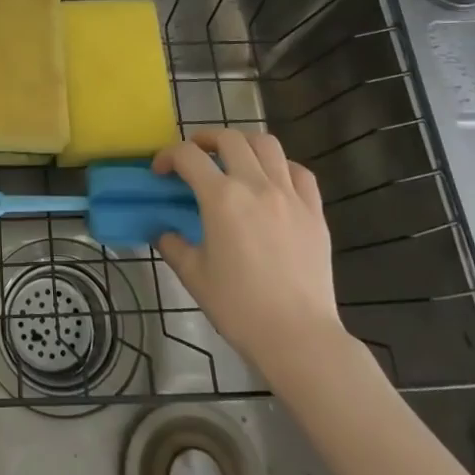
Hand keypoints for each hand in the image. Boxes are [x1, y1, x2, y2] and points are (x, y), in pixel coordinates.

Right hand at [154, 130, 341, 365]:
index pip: (188, 156)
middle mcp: (256, 185)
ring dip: (244, 144)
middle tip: (195, 157)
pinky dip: (281, 167)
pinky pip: (299, 172)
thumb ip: (173, 245)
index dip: (168, 156)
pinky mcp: (314, 211)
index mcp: (221, 198)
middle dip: (205, 139)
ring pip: (267, 144)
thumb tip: (163, 231)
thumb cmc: (239, 307)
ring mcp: (290, 195)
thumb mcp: (194, 276)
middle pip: (229, 138)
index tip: (160, 172)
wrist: (298, 336)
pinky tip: (272, 182)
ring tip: (233, 160)